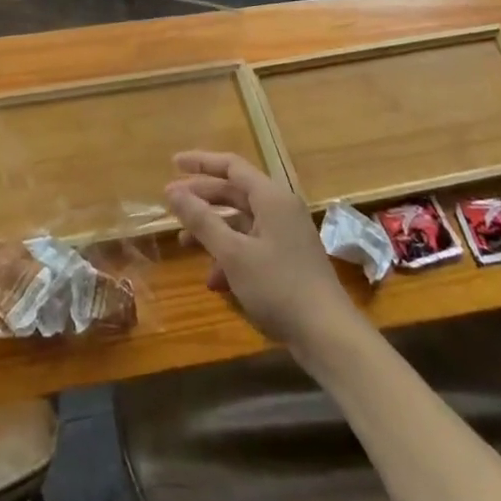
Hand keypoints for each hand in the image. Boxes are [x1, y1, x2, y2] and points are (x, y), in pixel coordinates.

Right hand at [163, 151, 360, 349]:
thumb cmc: (279, 287)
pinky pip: (251, 245)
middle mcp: (280, 209)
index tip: (173, 164)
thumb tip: (172, 191)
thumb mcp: (233, 254)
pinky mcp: (288, 261)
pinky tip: (213, 280)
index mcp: (271, 197)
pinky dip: (230, 255)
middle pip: (234, 192)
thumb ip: (201, 220)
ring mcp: (286, 236)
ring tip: (183, 243)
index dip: (201, 162)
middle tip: (171, 203)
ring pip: (241, 221)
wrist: (329, 337)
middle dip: (202, 198)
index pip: (231, 166)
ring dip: (212, 230)